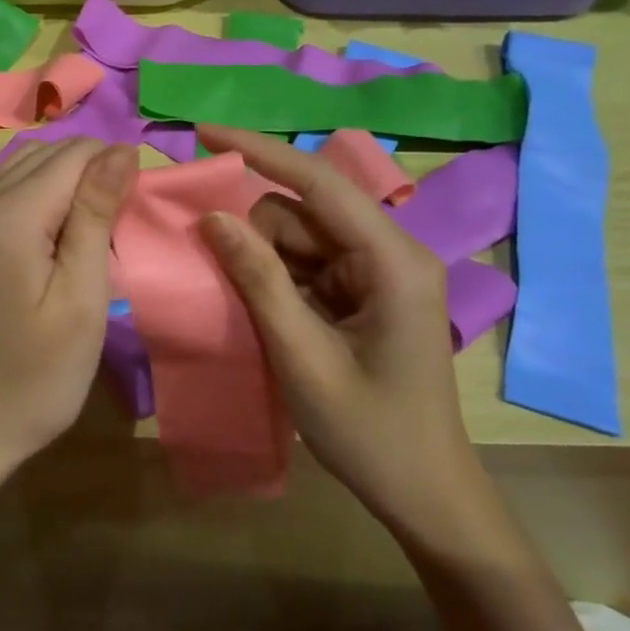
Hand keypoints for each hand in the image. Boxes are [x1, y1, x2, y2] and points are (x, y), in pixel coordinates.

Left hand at [0, 138, 138, 483]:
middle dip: (92, 168)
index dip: (116, 165)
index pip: (75, 154)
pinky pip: (6, 189)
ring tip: (99, 221)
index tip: (140, 206)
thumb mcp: (82, 297)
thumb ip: (97, 214)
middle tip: (124, 218)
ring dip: (66, 177)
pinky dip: (40, 192)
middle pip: (47, 152)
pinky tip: (59, 230)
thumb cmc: (37, 373)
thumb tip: (120, 150)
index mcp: (11, 212)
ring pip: (24, 166)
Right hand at [195, 124, 493, 546]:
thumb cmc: (369, 432)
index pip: (320, 183)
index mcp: (392, 261)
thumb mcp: (301, 355)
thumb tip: (212, 216)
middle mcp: (389, 253)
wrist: (424, 495)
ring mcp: (377, 273)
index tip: (204, 135)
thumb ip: (258, 280)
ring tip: (245, 310)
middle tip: (219, 278)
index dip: (260, 152)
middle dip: (254, 234)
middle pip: (303, 212)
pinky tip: (260, 312)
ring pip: (299, 238)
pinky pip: (305, 264)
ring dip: (261, 261)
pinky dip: (274, 279)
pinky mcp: (363, 294)